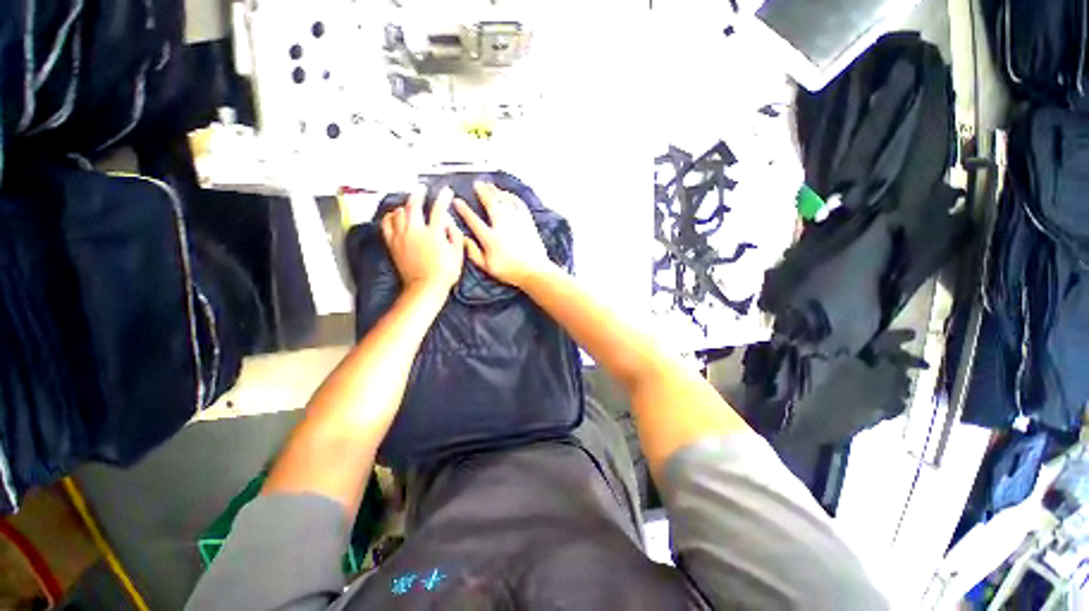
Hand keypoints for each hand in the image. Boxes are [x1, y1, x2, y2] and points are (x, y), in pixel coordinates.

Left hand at [382, 185, 464, 293]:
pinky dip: (389, 217)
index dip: (443, 198)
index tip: (446, 192)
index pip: (438, 210)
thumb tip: (450, 223)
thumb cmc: (444, 274)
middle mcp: (415, 232)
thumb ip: (455, 236)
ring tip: (409, 204)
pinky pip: (386, 225)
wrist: (425, 287)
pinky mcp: (392, 244)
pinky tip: (394, 216)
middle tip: (422, 189)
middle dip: (419, 194)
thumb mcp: (458, 255)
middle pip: (413, 205)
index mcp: (434, 234)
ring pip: (398, 213)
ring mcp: (401, 237)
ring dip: (404, 205)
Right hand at [454, 182, 550, 287]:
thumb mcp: (487, 266)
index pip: (473, 219)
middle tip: (476, 184)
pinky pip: (519, 204)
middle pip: (490, 203)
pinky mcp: (528, 221)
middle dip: (482, 192)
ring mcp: (516, 221)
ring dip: (495, 191)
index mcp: (490, 238)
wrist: (534, 271)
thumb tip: (462, 238)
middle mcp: (503, 225)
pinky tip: (507, 194)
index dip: (463, 209)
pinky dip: (512, 196)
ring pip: (504, 200)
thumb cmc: (510, 271)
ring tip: (489, 185)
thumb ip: (473, 252)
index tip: (457, 201)